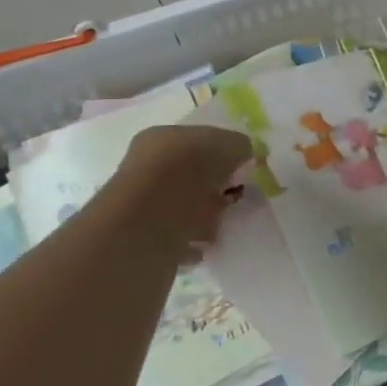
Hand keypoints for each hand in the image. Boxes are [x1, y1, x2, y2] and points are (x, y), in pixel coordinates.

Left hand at [110, 125, 254, 255]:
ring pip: (180, 207)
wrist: (151, 220)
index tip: (241, 172)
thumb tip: (245, 153)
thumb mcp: (227, 145)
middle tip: (233, 200)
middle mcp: (146, 166)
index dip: (221, 155)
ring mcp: (141, 203)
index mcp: (162, 138)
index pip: (196, 141)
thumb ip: (239, 146)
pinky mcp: (141, 237)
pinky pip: (173, 238)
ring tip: (220, 227)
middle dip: (213, 189)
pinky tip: (203, 248)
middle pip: (189, 176)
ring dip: (202, 217)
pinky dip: (189, 243)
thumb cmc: (189, 170)